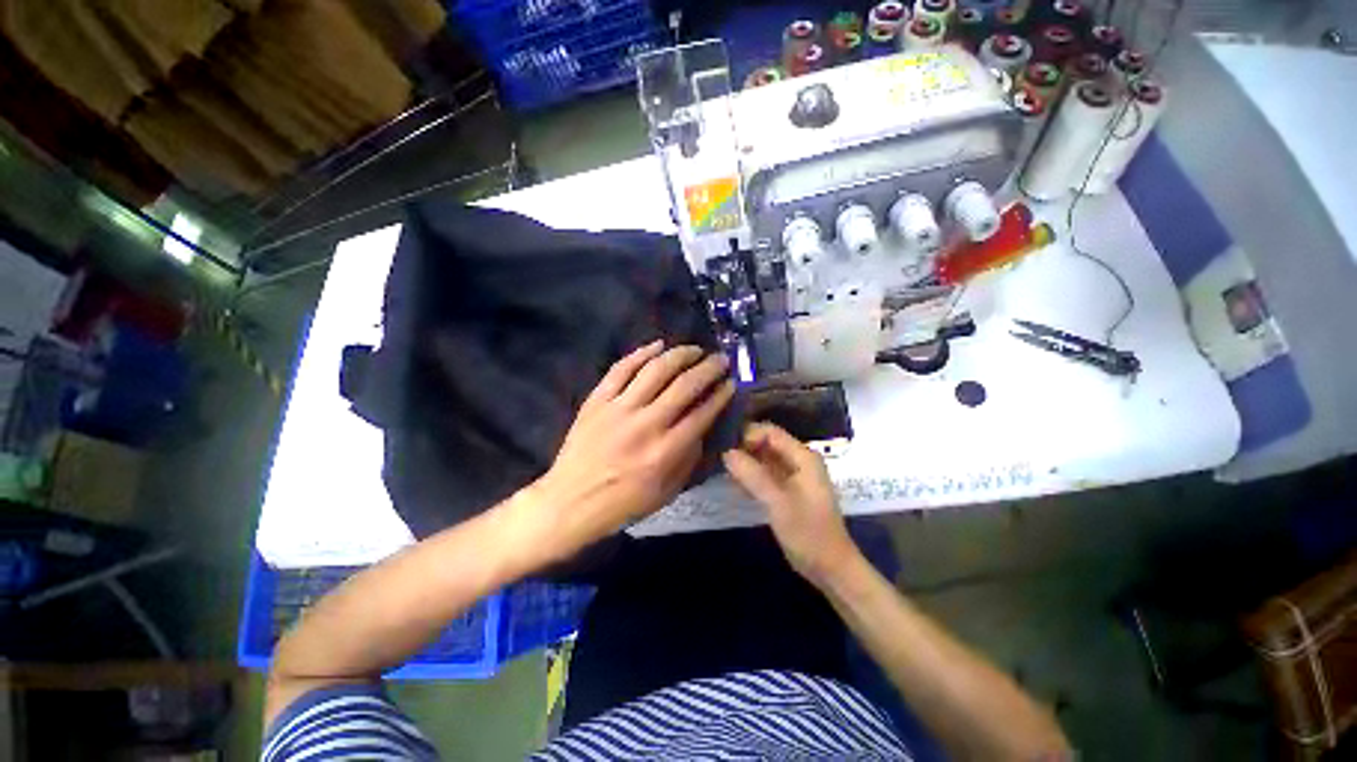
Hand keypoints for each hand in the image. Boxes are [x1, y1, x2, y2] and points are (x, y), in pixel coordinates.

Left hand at [526, 341, 734, 561]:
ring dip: (680, 355)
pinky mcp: (597, 400)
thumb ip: (688, 460)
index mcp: (666, 451)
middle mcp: (646, 424)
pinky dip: (641, 353)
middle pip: (685, 385)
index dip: (722, 395)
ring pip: (655, 369)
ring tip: (694, 350)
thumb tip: (703, 430)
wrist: (572, 500)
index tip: (732, 383)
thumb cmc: (622, 503)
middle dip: (708, 368)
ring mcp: (619, 408)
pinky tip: (657, 346)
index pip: (702, 413)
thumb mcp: (666, 492)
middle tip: (720, 360)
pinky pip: (621, 369)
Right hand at [723, 423, 861, 586]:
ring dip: (745, 463)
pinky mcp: (789, 497)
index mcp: (804, 458)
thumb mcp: (778, 503)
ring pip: (766, 462)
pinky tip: (732, 484)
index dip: (745, 433)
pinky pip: (767, 478)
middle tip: (712, 455)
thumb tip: (727, 452)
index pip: (770, 432)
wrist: (829, 566)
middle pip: (767, 444)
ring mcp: (796, 480)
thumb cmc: (808, 533)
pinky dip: (751, 479)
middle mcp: (801, 463)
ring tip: (716, 467)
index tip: (718, 443)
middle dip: (742, 447)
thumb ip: (753, 476)